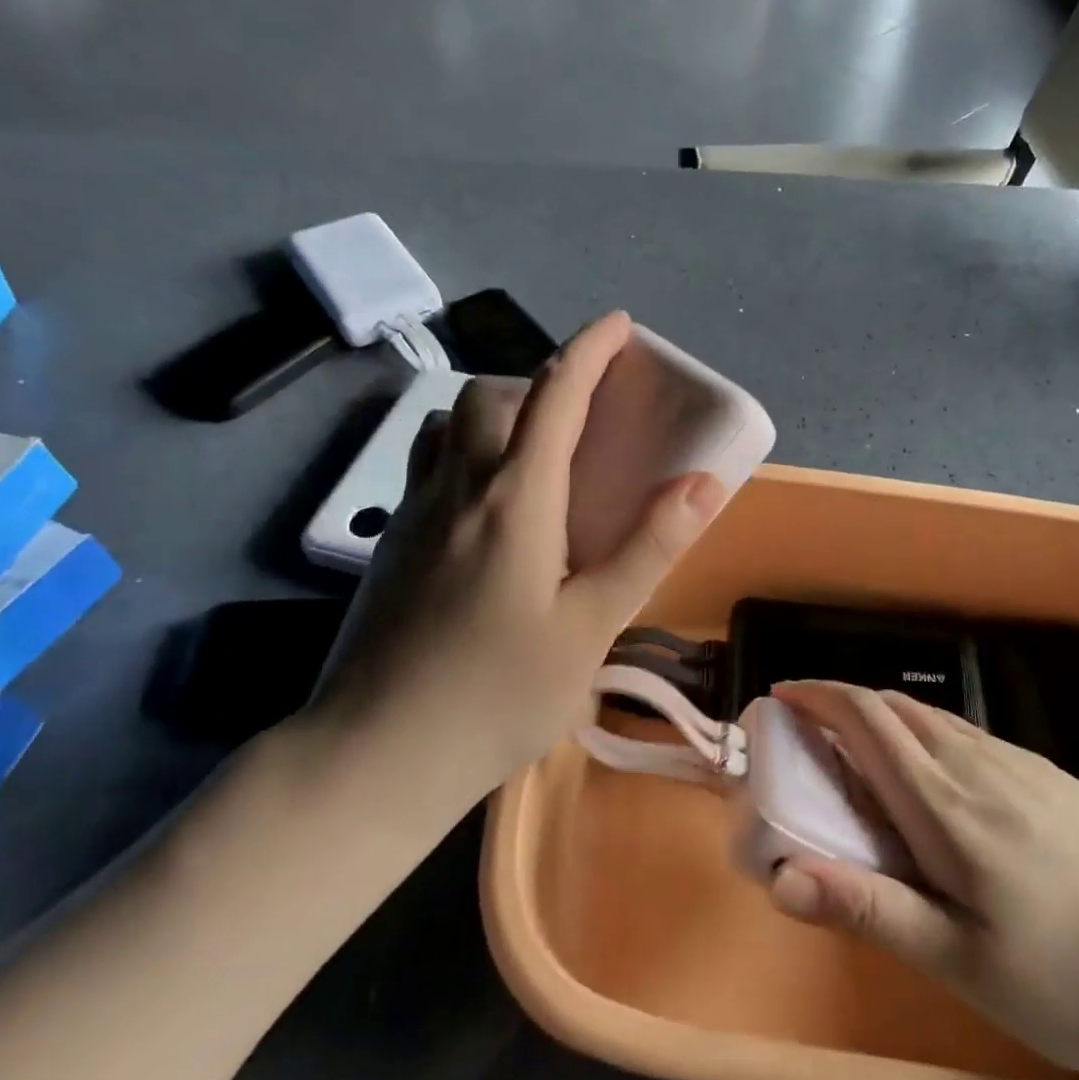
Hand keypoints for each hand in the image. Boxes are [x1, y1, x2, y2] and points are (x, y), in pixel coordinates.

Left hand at [308, 312, 726, 794]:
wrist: (375, 754)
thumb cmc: (497, 695)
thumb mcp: (592, 627)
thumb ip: (647, 548)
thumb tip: (704, 482)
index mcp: (515, 498)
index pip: (554, 395)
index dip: (589, 350)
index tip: (619, 325)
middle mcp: (458, 486)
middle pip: (491, 397)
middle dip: (540, 383)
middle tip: (579, 421)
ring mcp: (412, 513)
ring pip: (449, 426)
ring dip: (493, 415)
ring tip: (531, 459)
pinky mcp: (387, 543)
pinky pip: (429, 466)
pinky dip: (464, 453)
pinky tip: (485, 515)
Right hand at [765, 682, 1078, 1073]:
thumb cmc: (1074, 974)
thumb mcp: (965, 963)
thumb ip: (873, 909)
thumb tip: (784, 875)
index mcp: (942, 803)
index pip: (865, 718)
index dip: (817, 696)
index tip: (781, 698)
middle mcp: (973, 762)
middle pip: (892, 707)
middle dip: (841, 705)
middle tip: (811, 738)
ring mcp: (1016, 762)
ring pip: (930, 718)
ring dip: (882, 719)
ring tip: (862, 759)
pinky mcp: (1046, 773)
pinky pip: (965, 734)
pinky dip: (924, 735)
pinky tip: (937, 782)